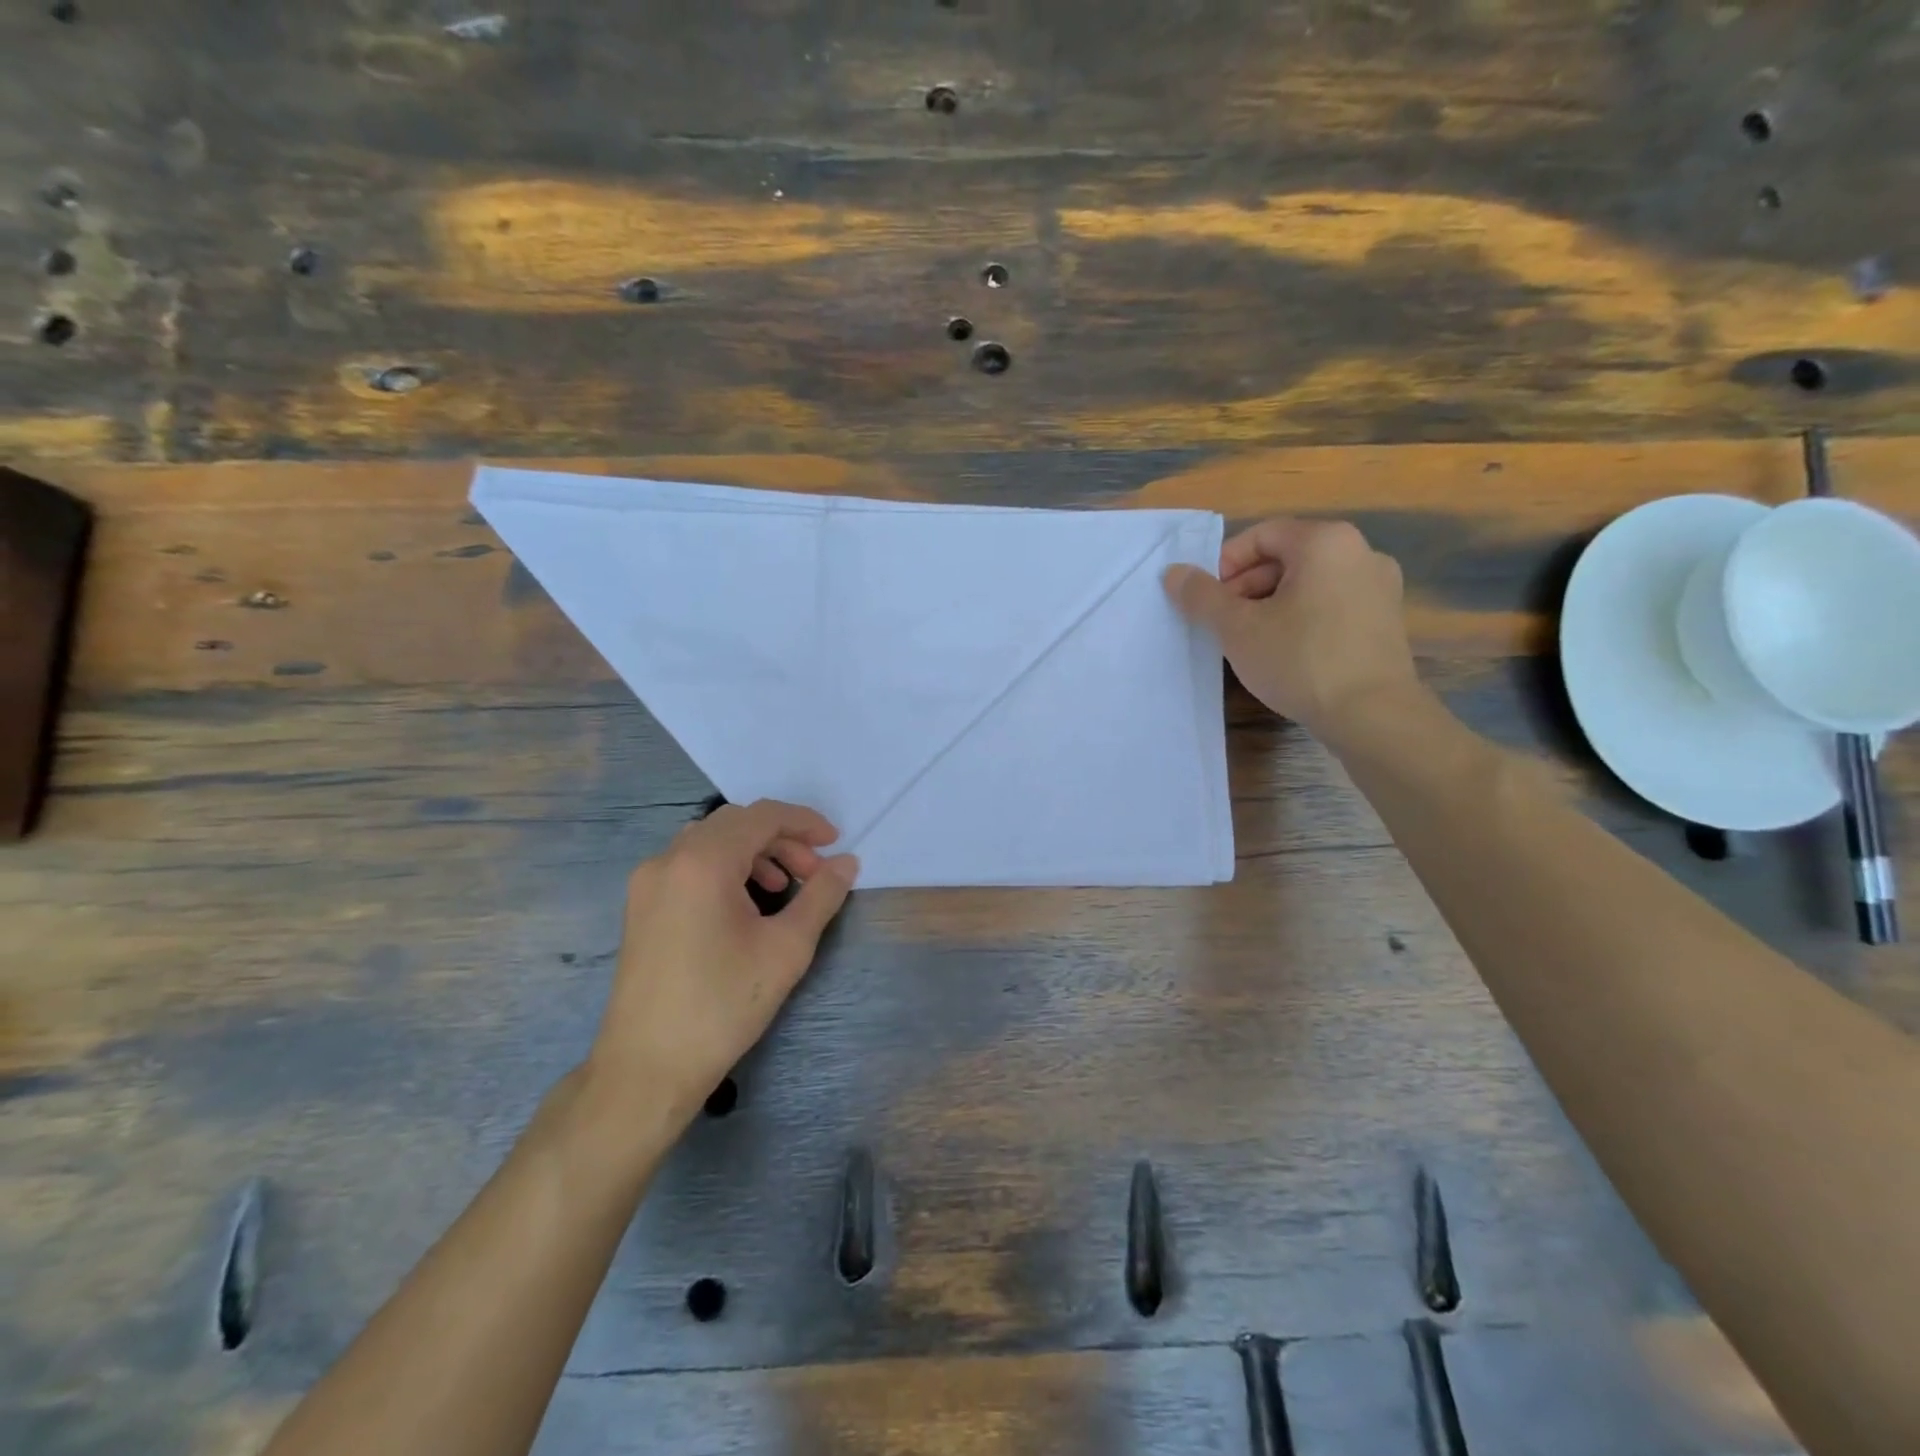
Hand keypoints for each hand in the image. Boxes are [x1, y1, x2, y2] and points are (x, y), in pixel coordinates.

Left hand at [588, 800, 857, 1127]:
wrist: (648, 1067)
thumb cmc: (723, 1004)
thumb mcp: (786, 948)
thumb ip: (821, 896)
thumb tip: (847, 863)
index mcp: (703, 862)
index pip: (762, 816)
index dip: (804, 822)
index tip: (835, 844)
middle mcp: (669, 859)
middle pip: (735, 824)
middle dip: (781, 839)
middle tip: (814, 873)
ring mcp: (648, 881)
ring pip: (711, 842)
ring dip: (754, 852)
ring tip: (785, 889)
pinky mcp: (641, 905)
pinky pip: (690, 864)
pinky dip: (726, 868)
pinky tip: (746, 904)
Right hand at [1163, 518, 1418, 740]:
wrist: (1372, 715)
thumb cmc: (1300, 660)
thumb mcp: (1237, 628)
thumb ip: (1202, 596)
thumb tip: (1174, 573)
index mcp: (1326, 542)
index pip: (1261, 535)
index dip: (1225, 564)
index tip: (1207, 600)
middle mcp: (1361, 552)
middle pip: (1287, 557)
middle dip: (1246, 587)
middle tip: (1223, 623)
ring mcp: (1380, 587)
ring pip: (1309, 584)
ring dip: (1271, 605)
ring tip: (1250, 641)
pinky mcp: (1386, 620)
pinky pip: (1332, 605)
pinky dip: (1302, 618)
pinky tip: (1286, 653)